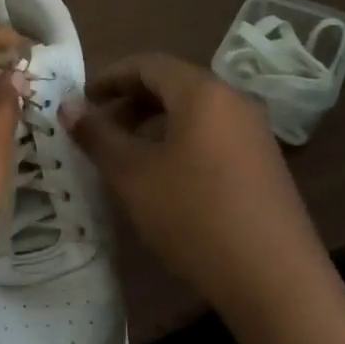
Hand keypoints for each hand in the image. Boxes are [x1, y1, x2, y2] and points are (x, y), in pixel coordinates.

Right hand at [66, 53, 343, 335]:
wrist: (275, 279)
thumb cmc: (193, 215)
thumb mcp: (133, 175)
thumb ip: (98, 136)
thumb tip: (68, 106)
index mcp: (202, 92)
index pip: (148, 64)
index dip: (110, 77)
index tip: (82, 100)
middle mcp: (233, 101)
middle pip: (174, 84)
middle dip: (131, 101)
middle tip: (99, 128)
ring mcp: (255, 133)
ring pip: (194, 112)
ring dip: (155, 123)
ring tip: (126, 154)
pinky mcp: (265, 164)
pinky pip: (214, 135)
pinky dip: (181, 141)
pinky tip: (166, 177)